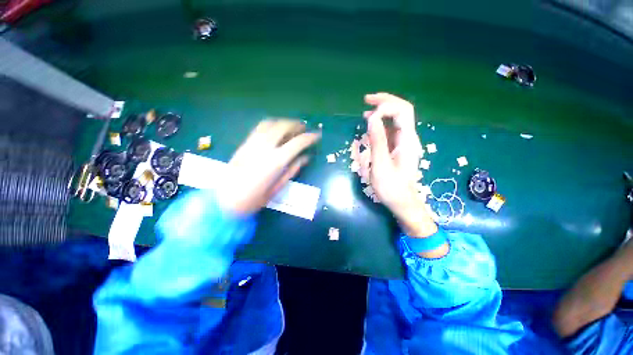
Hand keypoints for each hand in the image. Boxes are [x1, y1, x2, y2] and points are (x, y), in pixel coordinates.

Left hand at [216, 119, 319, 214]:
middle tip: (304, 128)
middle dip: (297, 125)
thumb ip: (292, 170)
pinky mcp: (244, 143)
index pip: (297, 143)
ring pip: (271, 123)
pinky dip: (271, 125)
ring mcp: (252, 143)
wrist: (223, 201)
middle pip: (283, 126)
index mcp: (275, 161)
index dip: (309, 137)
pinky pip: (260, 127)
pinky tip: (275, 131)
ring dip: (284, 122)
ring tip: (291, 127)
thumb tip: (305, 158)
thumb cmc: (253, 199)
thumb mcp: (277, 188)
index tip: (317, 136)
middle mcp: (264, 147)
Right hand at [362, 93, 436, 237]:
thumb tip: (372, 118)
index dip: (385, 106)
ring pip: (396, 119)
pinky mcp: (398, 149)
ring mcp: (403, 143)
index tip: (367, 115)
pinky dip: (380, 124)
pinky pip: (391, 130)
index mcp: (407, 140)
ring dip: (383, 111)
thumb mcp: (381, 165)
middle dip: (385, 101)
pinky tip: (370, 125)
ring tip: (366, 109)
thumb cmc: (391, 187)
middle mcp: (408, 138)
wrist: (402, 202)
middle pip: (402, 111)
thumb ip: (377, 141)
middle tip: (366, 99)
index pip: (402, 111)